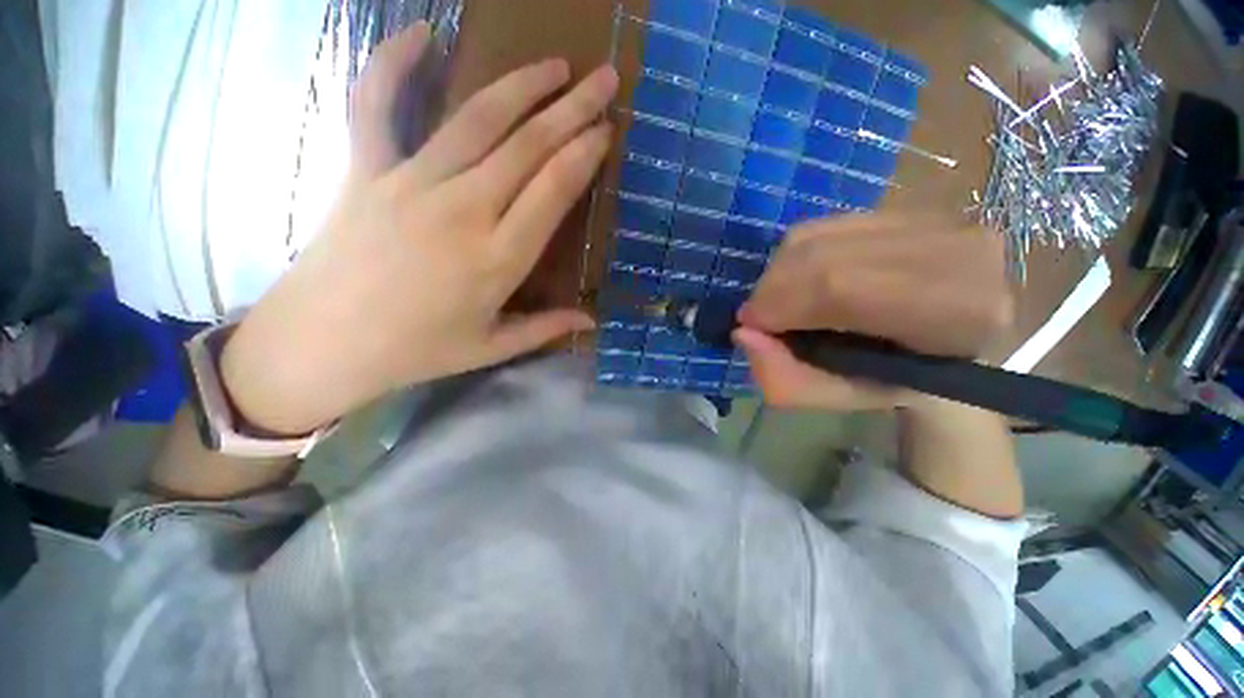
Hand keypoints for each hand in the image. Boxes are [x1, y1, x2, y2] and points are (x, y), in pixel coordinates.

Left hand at [220, 24, 618, 434]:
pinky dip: (392, 62)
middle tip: (603, 79)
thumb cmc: (417, 351)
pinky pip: (375, 104)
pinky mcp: (366, 170)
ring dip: (521, 85)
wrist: (323, 343)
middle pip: (527, 146)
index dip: (584, 155)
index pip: (553, 190)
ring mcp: (410, 182)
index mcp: (498, 259)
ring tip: (556, 64)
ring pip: (477, 120)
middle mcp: (462, 210)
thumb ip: (546, 329)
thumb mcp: (491, 348)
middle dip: (572, 108)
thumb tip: (591, 321)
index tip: (607, 130)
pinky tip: (421, 33)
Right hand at [733, 215, 1011, 410]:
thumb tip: (743, 334)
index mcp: (953, 313)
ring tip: (775, 300)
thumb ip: (787, 379)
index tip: (749, 325)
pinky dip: (795, 255)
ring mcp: (934, 219)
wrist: (961, 345)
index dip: (780, 303)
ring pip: (819, 235)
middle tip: (756, 315)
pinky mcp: (910, 208)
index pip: (841, 288)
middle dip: (771, 288)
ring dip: (779, 271)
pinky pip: (826, 225)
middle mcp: (952, 251)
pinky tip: (797, 279)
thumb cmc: (902, 382)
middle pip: (823, 255)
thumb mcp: (843, 398)